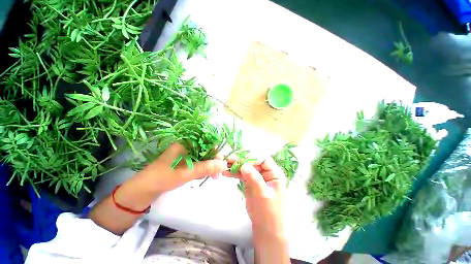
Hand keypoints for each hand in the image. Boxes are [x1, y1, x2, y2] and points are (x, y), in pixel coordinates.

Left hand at [136, 143, 227, 194]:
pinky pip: (199, 163)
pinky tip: (201, 176)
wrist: (144, 190)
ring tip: (210, 177)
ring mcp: (187, 154)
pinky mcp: (186, 162)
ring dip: (209, 167)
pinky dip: (203, 170)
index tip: (221, 164)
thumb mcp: (186, 172)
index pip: (207, 143)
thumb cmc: (163, 177)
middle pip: (207, 150)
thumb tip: (224, 165)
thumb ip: (206, 168)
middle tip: (217, 175)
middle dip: (213, 162)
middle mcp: (188, 146)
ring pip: (204, 158)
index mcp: (186, 143)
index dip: (216, 152)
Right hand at [223, 157, 289, 263]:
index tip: (241, 159)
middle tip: (229, 160)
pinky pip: (242, 175)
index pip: (264, 159)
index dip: (253, 158)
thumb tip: (243, 164)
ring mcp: (257, 177)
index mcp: (274, 174)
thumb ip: (254, 178)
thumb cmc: (270, 213)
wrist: (266, 230)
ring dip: (236, 166)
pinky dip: (234, 173)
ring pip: (246, 167)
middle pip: (253, 162)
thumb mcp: (263, 194)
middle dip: (242, 160)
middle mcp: (266, 173)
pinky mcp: (249, 182)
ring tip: (225, 166)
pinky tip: (227, 173)